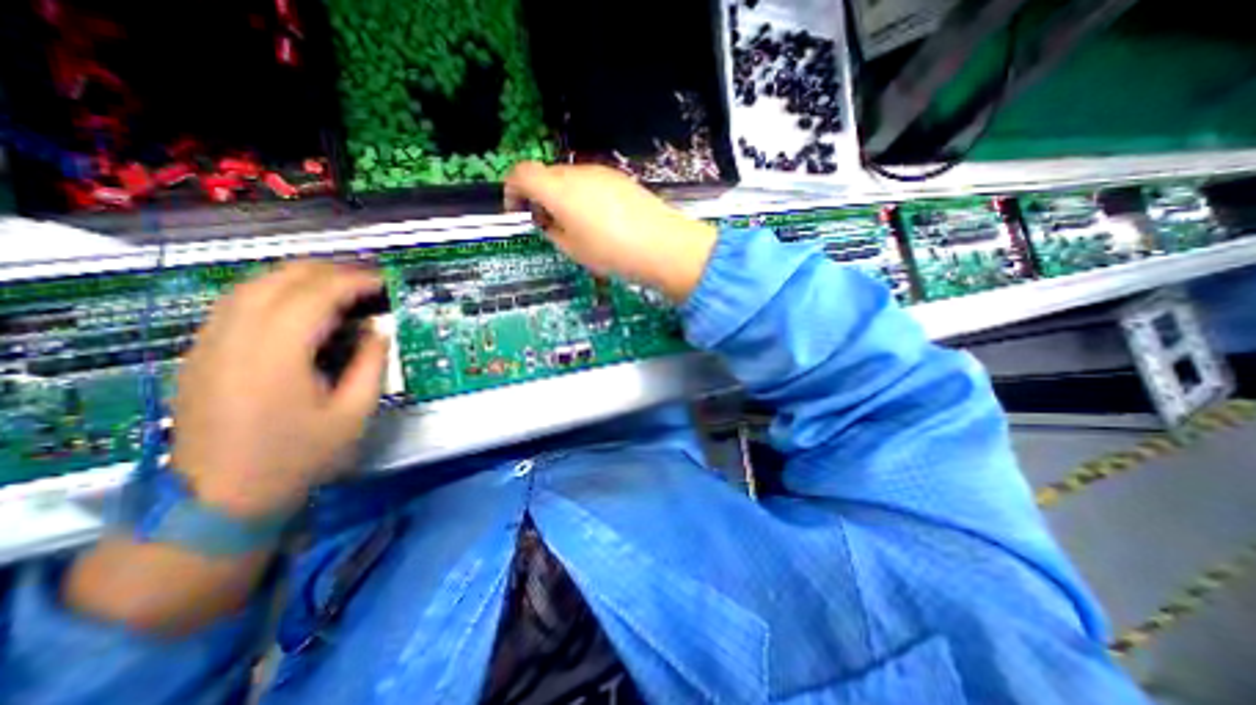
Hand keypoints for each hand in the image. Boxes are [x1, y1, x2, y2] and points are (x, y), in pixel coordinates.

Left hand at [170, 259, 387, 518]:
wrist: (220, 496)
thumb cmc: (299, 455)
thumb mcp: (354, 413)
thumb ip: (371, 364)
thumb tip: (378, 330)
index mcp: (275, 355)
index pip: (315, 295)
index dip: (354, 281)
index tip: (385, 282)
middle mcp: (234, 338)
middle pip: (279, 279)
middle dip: (329, 271)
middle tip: (368, 280)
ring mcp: (209, 343)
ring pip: (253, 285)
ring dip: (301, 276)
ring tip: (341, 285)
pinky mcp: (201, 351)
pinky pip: (239, 302)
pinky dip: (276, 290)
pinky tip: (302, 304)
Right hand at [500, 159, 714, 300]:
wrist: (662, 244)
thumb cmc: (611, 251)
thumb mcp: (573, 250)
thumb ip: (553, 232)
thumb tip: (549, 221)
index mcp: (558, 189)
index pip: (522, 173)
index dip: (512, 190)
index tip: (517, 211)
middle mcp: (577, 173)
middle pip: (547, 175)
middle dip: (540, 196)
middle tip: (548, 224)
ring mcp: (602, 173)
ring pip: (571, 179)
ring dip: (564, 197)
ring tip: (577, 226)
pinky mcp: (621, 179)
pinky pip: (593, 183)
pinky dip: (585, 197)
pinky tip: (601, 220)